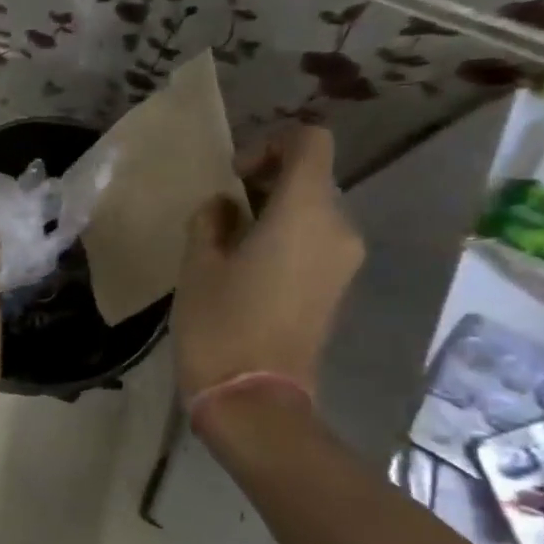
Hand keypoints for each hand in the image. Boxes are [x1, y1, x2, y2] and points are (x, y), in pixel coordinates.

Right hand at [174, 125, 363, 402]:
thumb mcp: (198, 264)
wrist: (255, 401)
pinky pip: (317, 241)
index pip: (310, 142)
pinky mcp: (338, 289)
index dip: (271, 143)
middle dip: (268, 180)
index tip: (236, 177)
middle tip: (224, 210)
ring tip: (231, 241)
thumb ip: (211, 219)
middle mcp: (339, 229)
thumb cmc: (220, 324)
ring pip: (314, 211)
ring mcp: (344, 262)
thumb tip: (226, 207)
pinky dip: (288, 237)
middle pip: (312, 177)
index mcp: (305, 212)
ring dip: (275, 211)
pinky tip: (249, 266)